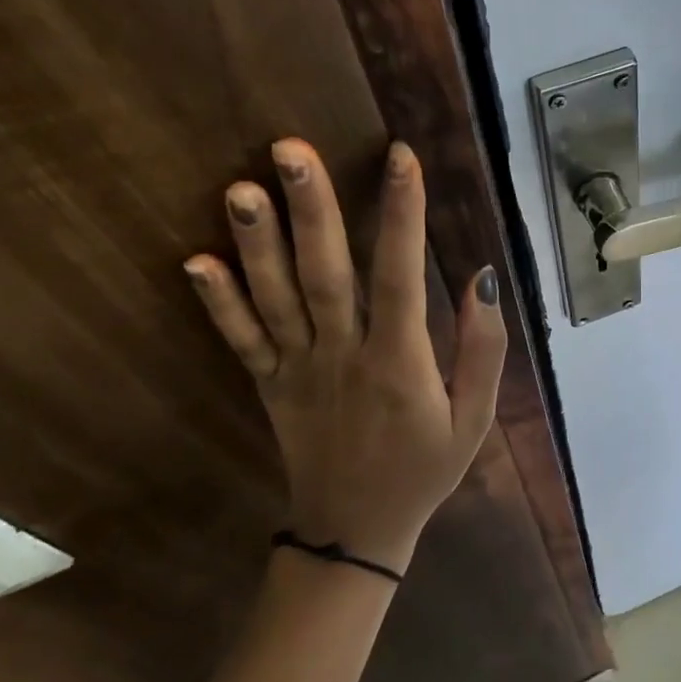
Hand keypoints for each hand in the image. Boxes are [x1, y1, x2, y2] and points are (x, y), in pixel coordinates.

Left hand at [183, 138, 506, 574]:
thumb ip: (484, 349)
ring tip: (241, 188)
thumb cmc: (425, 467)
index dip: (403, 214)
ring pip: (276, 299)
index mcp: (400, 362)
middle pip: (325, 275)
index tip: (399, 156)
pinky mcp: (269, 385)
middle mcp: (343, 356)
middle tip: (290, 149)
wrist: (357, 532)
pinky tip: (196, 261)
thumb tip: (483, 278)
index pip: (402, 276)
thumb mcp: (476, 417)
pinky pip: (241, 341)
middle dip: (311, 209)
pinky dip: (218, 303)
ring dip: (257, 243)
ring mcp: (298, 370)